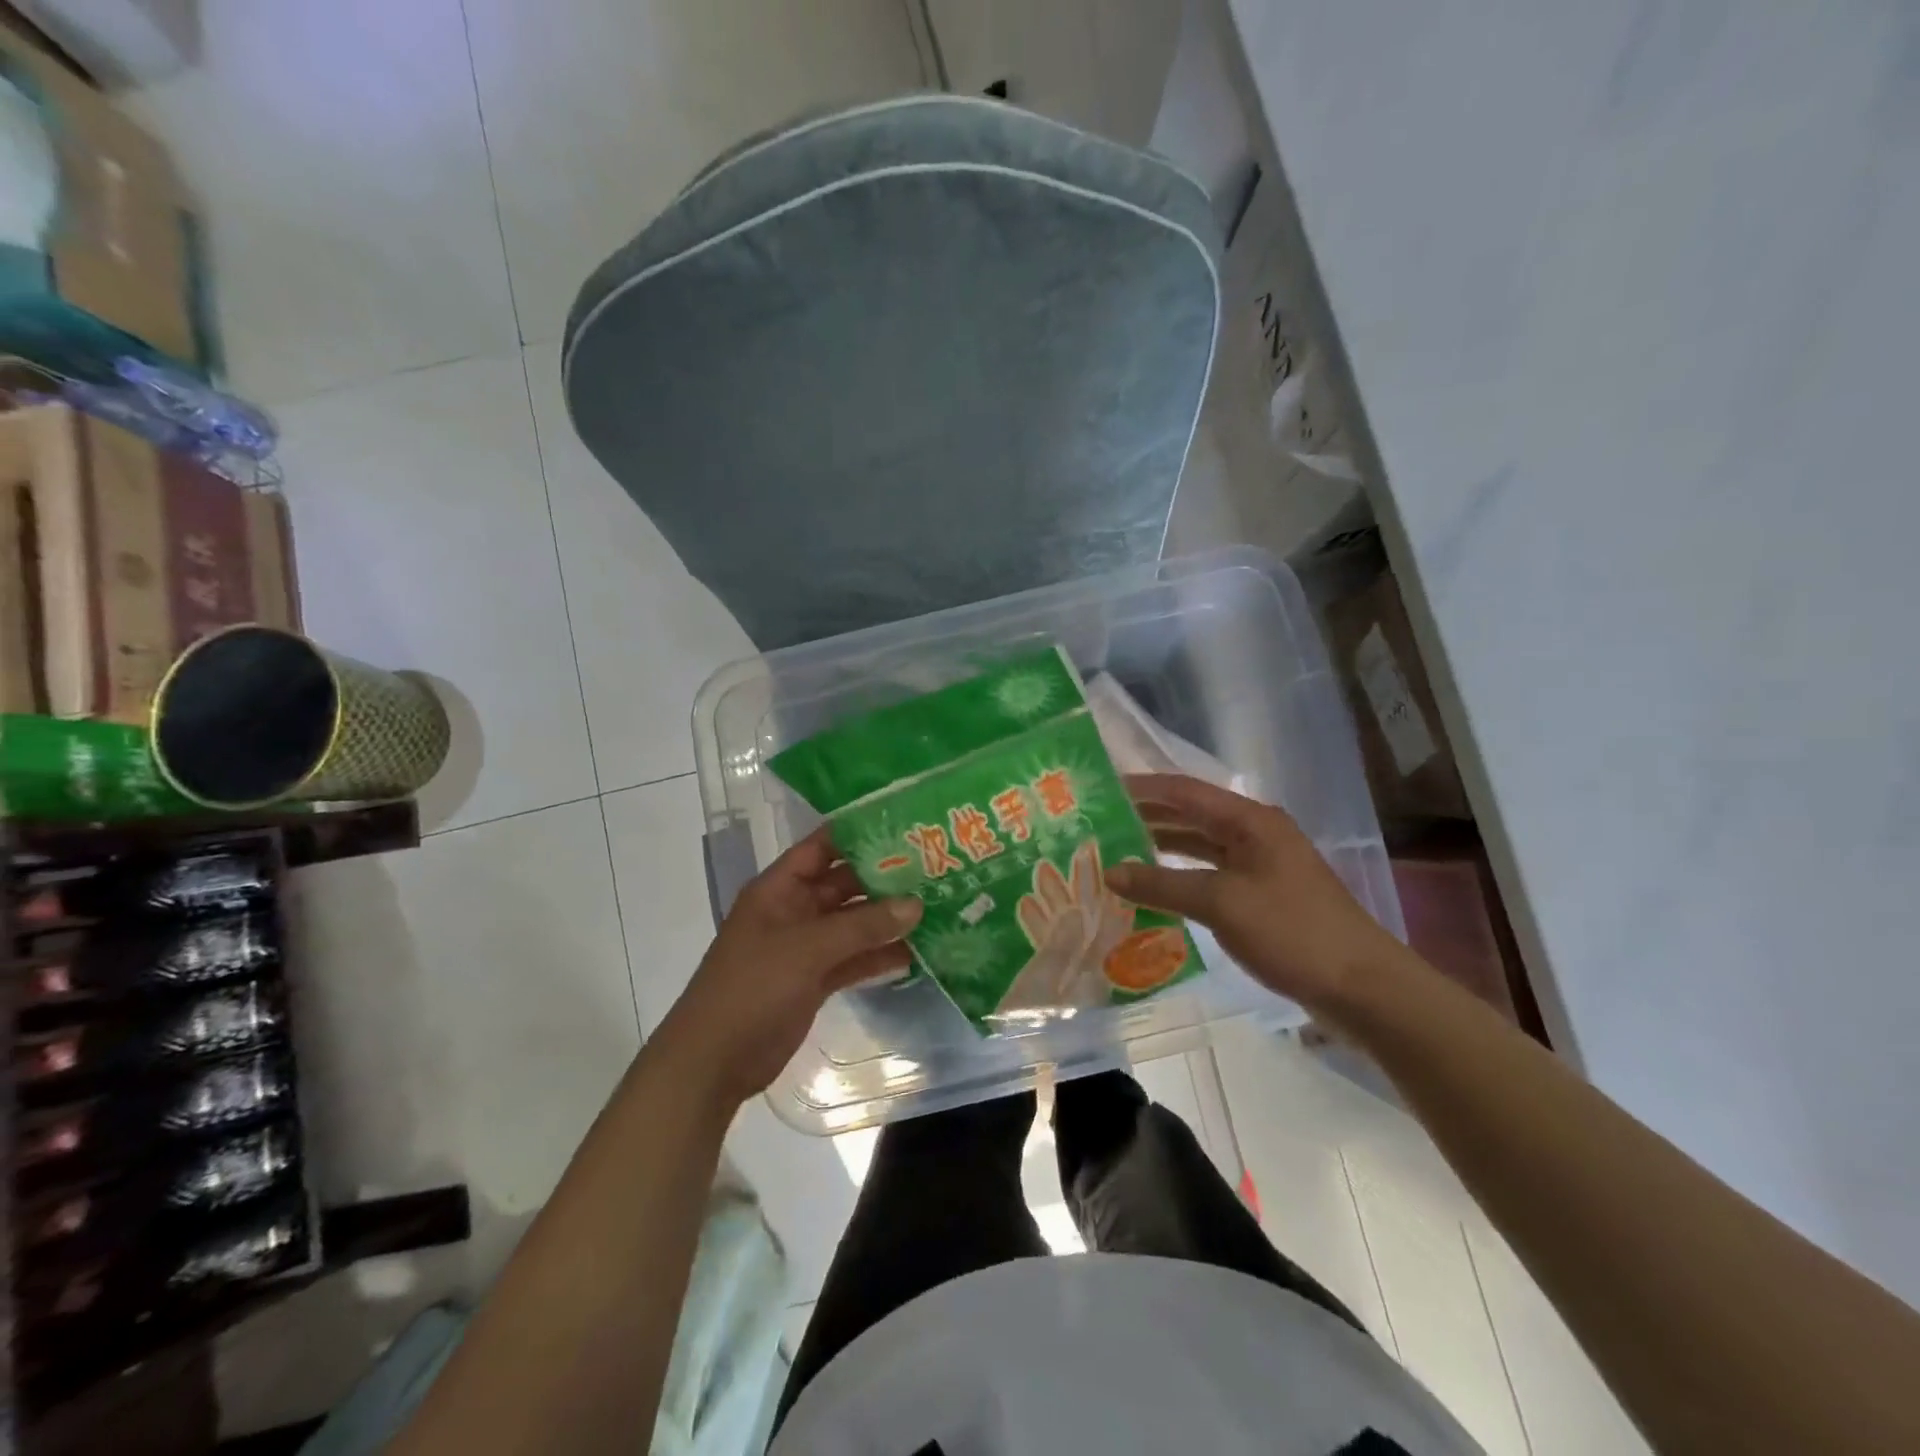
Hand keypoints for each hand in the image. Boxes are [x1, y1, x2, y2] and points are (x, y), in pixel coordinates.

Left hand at [655, 828, 920, 1108]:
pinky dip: (878, 956)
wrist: (714, 1061)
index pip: (822, 847)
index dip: (858, 834)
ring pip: (852, 924)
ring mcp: (804, 947)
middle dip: (883, 878)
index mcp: (779, 889)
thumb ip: (863, 926)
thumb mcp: (808, 949)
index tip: (904, 825)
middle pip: (843, 885)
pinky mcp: (814, 980)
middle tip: (933, 868)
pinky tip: (916, 951)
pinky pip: (852, 959)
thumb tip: (917, 904)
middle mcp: (793, 910)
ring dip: (887, 919)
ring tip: (935, 906)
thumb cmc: (752, 987)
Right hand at [1105, 773, 1409, 1017]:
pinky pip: (1211, 874)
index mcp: (1251, 821)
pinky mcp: (1263, 896)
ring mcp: (1261, 865)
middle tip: (1100, 823)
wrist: (1362, 987)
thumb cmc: (1292, 932)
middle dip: (1147, 817)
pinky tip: (1154, 889)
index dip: (1143, 788)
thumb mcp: (1221, 904)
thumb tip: (1110, 871)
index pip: (1185, 791)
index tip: (1101, 790)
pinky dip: (1180, 877)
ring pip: (1201, 846)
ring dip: (1162, 848)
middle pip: (1192, 815)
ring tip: (1116, 852)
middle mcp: (1255, 834)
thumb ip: (1162, 885)